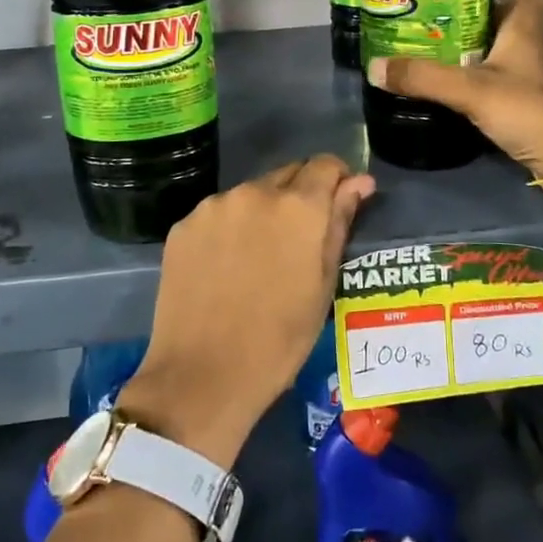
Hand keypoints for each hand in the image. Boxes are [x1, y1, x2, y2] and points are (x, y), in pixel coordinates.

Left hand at [118, 156, 375, 464]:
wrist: (201, 377)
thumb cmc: (279, 340)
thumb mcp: (323, 285)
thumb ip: (339, 223)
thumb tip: (359, 182)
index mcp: (297, 206)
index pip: (325, 165)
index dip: (336, 180)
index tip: (338, 205)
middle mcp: (254, 192)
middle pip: (287, 175)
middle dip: (299, 196)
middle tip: (299, 241)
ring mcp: (214, 206)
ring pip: (251, 194)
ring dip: (263, 212)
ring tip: (258, 259)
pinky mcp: (183, 225)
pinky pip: (218, 214)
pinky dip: (229, 228)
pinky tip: (226, 267)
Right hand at [367, 0, 542, 180]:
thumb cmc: (529, 111)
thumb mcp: (471, 91)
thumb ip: (424, 78)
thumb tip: (374, 66)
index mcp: (527, 29)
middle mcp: (534, 47)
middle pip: (509, 15)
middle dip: (474, 11)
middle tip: (435, 15)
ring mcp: (533, 77)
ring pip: (502, 48)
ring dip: (472, 46)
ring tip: (433, 48)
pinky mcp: (529, 104)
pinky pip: (500, 78)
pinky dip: (477, 77)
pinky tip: (451, 87)